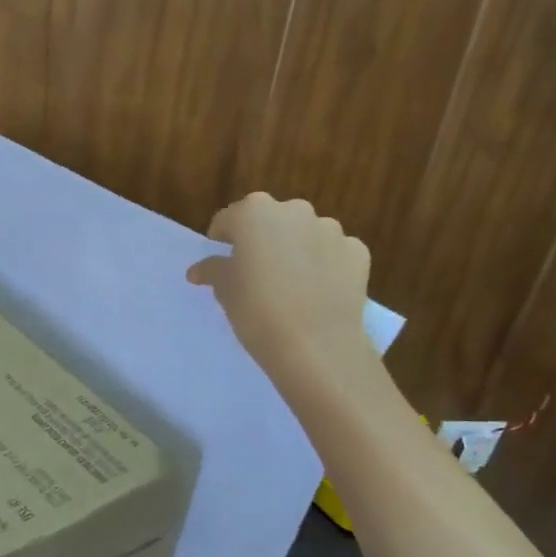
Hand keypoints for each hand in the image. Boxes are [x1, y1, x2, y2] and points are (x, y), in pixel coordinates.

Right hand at [187, 192, 378, 396]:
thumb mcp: (224, 291)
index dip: (222, 240)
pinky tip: (317, 292)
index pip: (229, 220)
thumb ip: (212, 271)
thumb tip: (199, 269)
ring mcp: (330, 229)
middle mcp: (294, 211)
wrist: (316, 345)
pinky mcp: (357, 251)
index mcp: (254, 213)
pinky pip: (333, 252)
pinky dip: (324, 265)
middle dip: (262, 240)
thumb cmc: (257, 312)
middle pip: (271, 220)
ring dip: (295, 250)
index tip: (222, 261)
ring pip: (305, 234)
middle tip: (256, 273)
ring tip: (290, 285)